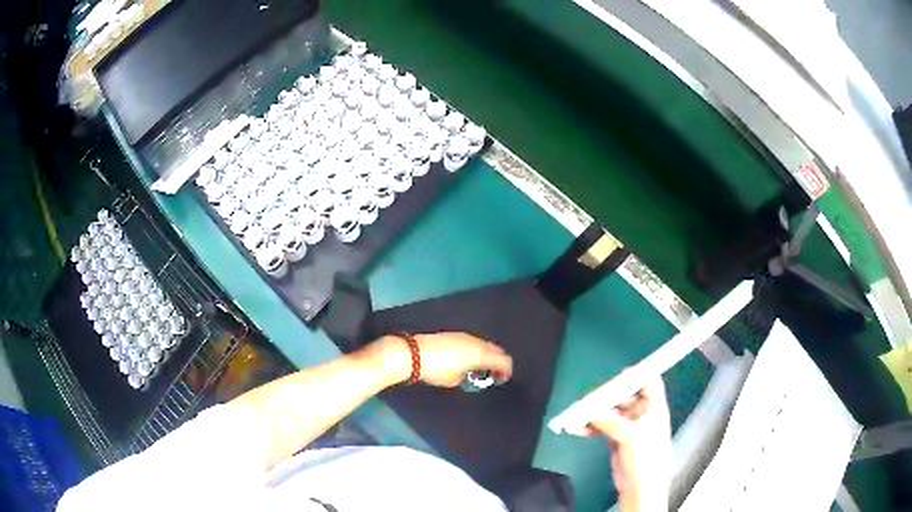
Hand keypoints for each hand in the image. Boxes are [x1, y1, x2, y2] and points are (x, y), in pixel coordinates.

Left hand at [371, 332, 512, 387]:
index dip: (506, 371)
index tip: (502, 379)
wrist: (412, 353)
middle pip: (495, 349)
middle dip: (498, 361)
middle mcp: (475, 341)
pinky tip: (468, 359)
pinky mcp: (453, 334)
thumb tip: (469, 373)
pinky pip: (473, 341)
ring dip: (487, 354)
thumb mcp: (454, 379)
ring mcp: (464, 335)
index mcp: (480, 354)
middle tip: (495, 374)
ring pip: (484, 344)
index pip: (503, 360)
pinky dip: (476, 350)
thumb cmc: (435, 370)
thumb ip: (468, 376)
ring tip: (481, 367)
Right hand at [583, 376, 671, 510]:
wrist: (640, 486)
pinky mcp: (616, 437)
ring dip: (592, 413)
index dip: (636, 375)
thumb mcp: (630, 436)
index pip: (649, 382)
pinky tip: (576, 429)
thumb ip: (610, 421)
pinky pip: (600, 426)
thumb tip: (589, 410)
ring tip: (575, 416)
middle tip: (586, 400)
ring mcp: (628, 425)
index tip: (617, 375)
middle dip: (604, 397)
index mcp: (653, 407)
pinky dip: (589, 426)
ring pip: (609, 411)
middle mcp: (641, 413)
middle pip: (623, 396)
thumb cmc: (645, 457)